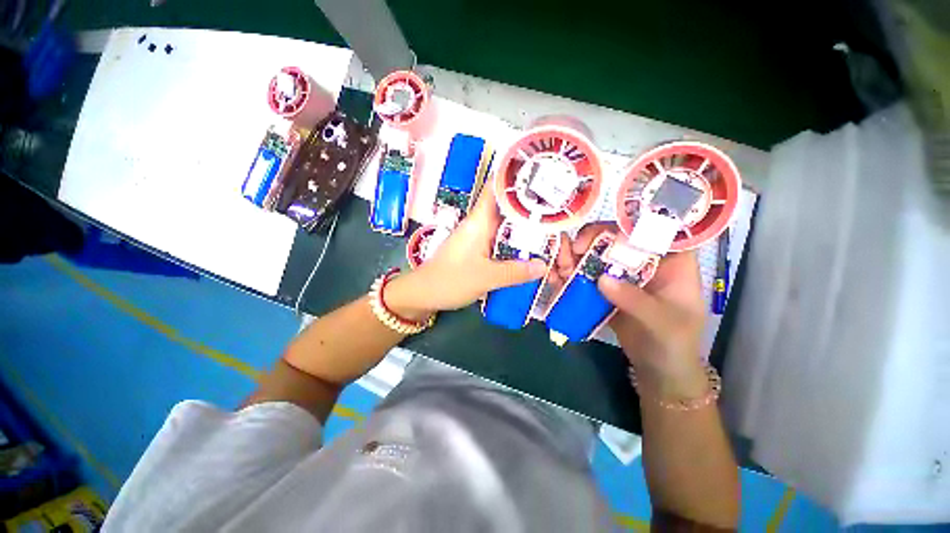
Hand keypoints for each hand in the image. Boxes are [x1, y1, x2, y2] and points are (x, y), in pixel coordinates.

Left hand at [386, 183, 547, 315]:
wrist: (424, 294)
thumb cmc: (450, 280)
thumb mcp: (486, 277)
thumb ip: (515, 272)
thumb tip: (542, 266)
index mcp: (479, 221)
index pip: (496, 188)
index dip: (515, 177)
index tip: (538, 172)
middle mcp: (478, 224)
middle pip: (505, 207)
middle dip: (528, 206)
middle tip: (555, 207)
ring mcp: (476, 237)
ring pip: (504, 224)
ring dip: (522, 225)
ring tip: (548, 226)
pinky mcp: (475, 249)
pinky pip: (499, 239)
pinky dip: (514, 241)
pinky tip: (527, 248)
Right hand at [562, 223, 707, 393]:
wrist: (658, 368)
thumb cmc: (674, 343)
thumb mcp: (662, 322)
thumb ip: (635, 300)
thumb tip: (602, 279)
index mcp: (672, 260)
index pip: (655, 227)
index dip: (630, 221)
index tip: (604, 231)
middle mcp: (646, 260)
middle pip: (618, 236)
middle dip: (593, 238)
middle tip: (574, 249)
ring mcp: (624, 273)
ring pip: (598, 253)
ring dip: (577, 256)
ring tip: (560, 266)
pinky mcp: (607, 287)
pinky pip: (588, 273)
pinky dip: (572, 273)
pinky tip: (558, 278)